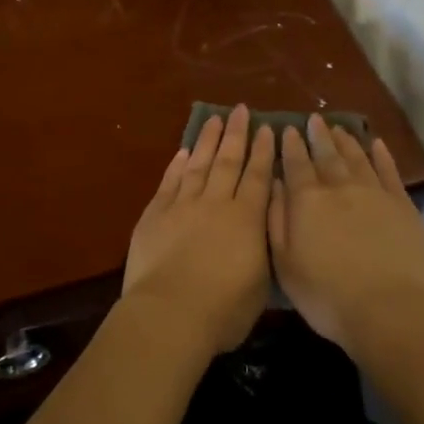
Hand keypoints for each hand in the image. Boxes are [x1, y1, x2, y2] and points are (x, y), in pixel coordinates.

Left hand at [123, 106, 274, 353]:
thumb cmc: (224, 310)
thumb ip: (261, 249)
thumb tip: (260, 229)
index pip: (258, 177)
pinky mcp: (155, 214)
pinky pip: (170, 181)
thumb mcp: (260, 283)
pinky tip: (183, 152)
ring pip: (198, 164)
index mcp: (247, 219)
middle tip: (240, 110)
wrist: (170, 314)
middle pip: (228, 161)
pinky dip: (177, 165)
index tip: (267, 129)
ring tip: (214, 119)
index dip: (264, 152)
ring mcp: (183, 205)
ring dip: (207, 140)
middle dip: (236, 134)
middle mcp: (216, 203)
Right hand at [268, 114, 423, 353]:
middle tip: (314, 119)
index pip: (296, 164)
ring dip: (346, 141)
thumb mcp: (284, 263)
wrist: (388, 309)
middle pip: (327, 155)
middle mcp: (339, 187)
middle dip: (318, 136)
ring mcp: (374, 193)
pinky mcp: (402, 205)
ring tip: (339, 128)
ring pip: (357, 158)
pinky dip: (381, 155)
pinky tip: (376, 144)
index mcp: (307, 200)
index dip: (291, 146)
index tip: (288, 129)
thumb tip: (275, 184)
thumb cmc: (326, 294)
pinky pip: (389, 171)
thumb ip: (276, 220)